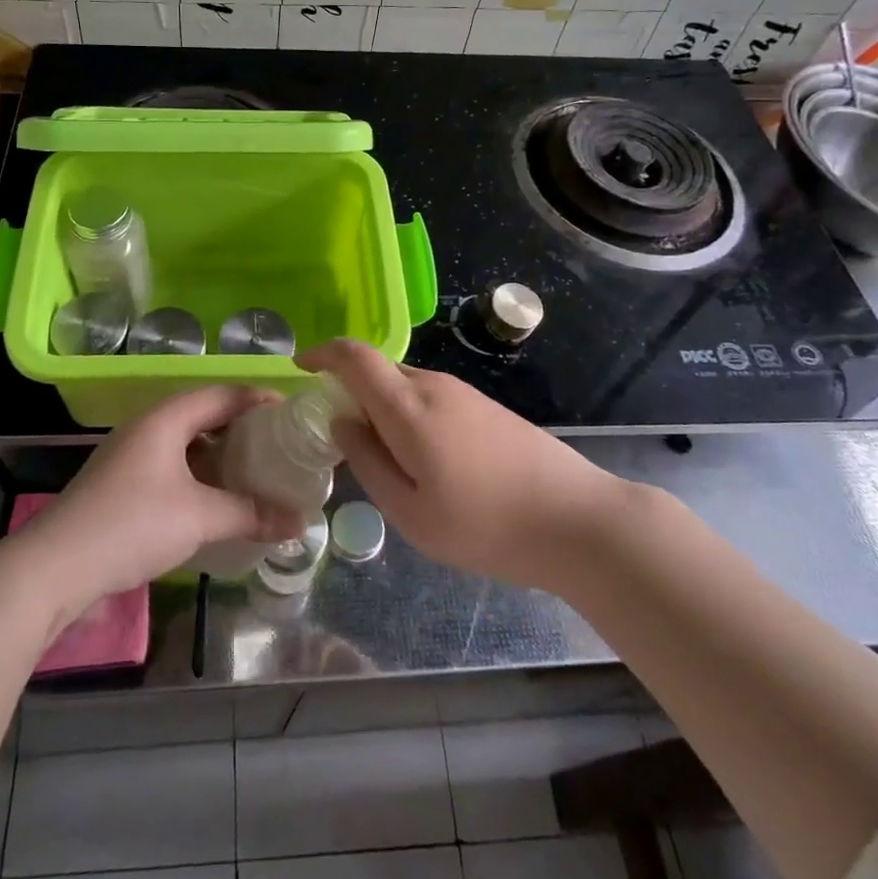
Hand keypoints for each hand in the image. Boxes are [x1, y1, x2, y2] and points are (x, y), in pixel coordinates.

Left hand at [21, 386, 303, 611]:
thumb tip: (300, 522)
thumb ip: (252, 513)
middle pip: (204, 416)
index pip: (222, 394)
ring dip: (220, 456)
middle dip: (242, 429)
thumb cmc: (132, 524)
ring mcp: (130, 458)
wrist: (55, 567)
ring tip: (254, 474)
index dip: (258, 399)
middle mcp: (147, 429)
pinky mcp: (122, 486)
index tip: (292, 414)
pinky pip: (172, 469)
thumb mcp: (200, 517)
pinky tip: (216, 502)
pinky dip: (199, 478)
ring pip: (187, 445)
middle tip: (278, 447)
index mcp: (165, 419)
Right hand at [299, 340, 619, 590]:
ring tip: (384, 461)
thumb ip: (368, 462)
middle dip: (349, 393)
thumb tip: (342, 422)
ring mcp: (463, 393)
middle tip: (339, 440)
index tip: (301, 370)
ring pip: (404, 387)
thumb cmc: (486, 525)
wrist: (576, 520)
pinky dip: (408, 416)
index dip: (322, 353)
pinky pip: (429, 398)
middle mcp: (434, 385)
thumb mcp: (412, 513)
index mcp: (409, 406)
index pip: (355, 356)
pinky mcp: (484, 407)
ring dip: (381, 409)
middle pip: (377, 371)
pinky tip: (424, 462)